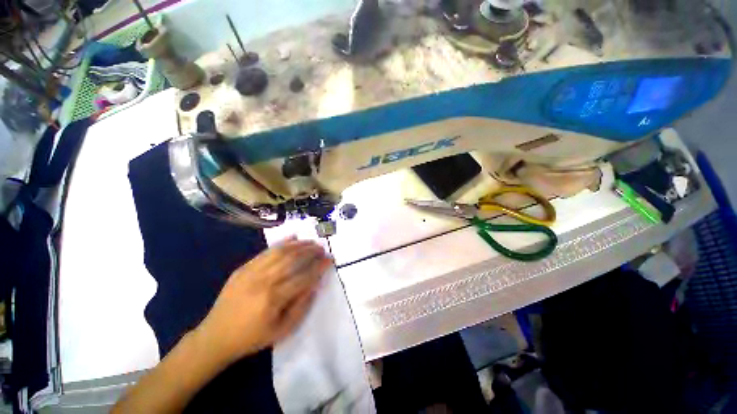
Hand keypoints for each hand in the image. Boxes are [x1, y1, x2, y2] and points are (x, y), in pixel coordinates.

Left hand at [195, 238, 331, 364]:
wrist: (215, 337)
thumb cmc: (252, 338)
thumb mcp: (282, 331)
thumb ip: (301, 307)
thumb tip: (315, 285)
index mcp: (274, 299)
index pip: (304, 276)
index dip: (319, 267)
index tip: (330, 259)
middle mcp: (264, 281)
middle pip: (293, 259)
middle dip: (311, 251)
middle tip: (322, 248)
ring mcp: (251, 272)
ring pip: (280, 252)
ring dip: (299, 245)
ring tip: (311, 242)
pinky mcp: (243, 268)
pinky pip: (265, 252)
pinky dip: (281, 243)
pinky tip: (292, 238)